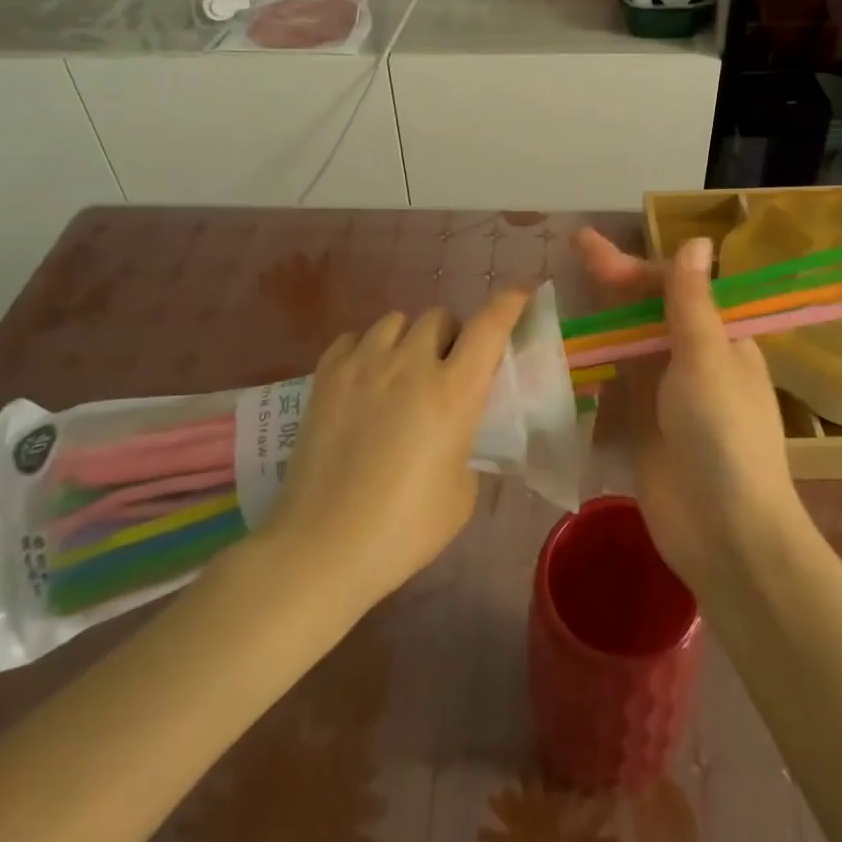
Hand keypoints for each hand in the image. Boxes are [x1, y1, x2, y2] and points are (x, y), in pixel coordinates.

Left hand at [266, 292, 528, 609]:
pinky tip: (363, 380)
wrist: (322, 547)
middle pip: (439, 317)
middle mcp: (410, 364)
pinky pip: (354, 338)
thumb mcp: (462, 492)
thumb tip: (455, 429)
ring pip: (396, 321)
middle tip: (445, 371)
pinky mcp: (326, 375)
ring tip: (400, 373)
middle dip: (450, 337)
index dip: (508, 303)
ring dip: (408, 340)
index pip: (489, 327)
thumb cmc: (404, 528)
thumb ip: (466, 444)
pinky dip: (366, 350)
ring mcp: (364, 364)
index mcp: (453, 392)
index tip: (519, 294)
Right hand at [574, 229, 804, 588]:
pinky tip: (562, 355)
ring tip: (559, 300)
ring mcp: (664, 395)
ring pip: (625, 345)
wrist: (726, 533)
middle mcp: (691, 360)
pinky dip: (591, 368)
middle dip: (610, 283)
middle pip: (644, 312)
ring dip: (597, 322)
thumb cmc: (723, 435)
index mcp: (718, 338)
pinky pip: (613, 386)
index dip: (632, 266)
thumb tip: (697, 238)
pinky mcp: (641, 427)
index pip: (671, 287)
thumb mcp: (707, 359)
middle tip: (572, 251)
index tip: (589, 249)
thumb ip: (691, 301)